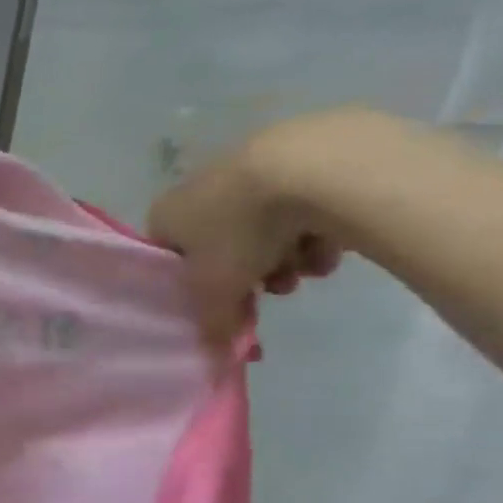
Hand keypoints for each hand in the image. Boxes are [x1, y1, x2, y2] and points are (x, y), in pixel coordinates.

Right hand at [147, 110, 366, 343]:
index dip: (196, 282)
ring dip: (287, 253)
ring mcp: (251, 163)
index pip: (170, 254)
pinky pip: (305, 201)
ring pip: (266, 223)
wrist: (315, 168)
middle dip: (251, 269)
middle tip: (274, 288)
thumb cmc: (242, 230)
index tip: (223, 298)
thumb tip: (214, 350)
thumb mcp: (217, 291)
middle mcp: (199, 185)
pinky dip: (317, 225)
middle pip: (222, 240)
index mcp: (166, 213)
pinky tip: (336, 241)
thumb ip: (211, 323)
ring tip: (312, 269)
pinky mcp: (303, 151)